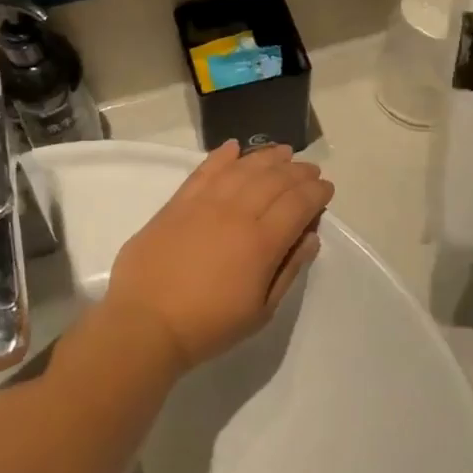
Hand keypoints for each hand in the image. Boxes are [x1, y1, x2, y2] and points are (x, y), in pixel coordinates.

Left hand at [105, 142, 333, 371]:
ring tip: (283, 151)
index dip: (316, 192)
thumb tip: (310, 237)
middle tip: (310, 169)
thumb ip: (289, 270)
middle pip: (274, 180)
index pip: (298, 204)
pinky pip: (205, 170)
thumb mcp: (261, 311)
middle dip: (297, 171)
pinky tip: (235, 147)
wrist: (146, 322)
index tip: (326, 188)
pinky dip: (222, 155)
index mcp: (261, 243)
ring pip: (243, 169)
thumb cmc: (209, 325)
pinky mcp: (178, 202)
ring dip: (266, 157)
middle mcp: (237, 213)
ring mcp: (204, 203)